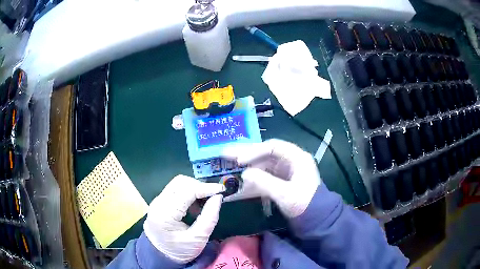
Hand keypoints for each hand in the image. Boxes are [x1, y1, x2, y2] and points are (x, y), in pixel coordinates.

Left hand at [143, 175, 224, 263]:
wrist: (160, 255)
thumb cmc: (179, 250)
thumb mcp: (198, 239)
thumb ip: (209, 218)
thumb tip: (218, 197)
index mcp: (165, 213)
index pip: (186, 191)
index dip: (206, 188)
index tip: (222, 190)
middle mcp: (158, 202)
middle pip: (180, 182)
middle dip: (199, 186)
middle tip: (212, 197)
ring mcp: (158, 200)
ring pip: (178, 183)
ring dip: (194, 188)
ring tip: (203, 203)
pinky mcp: (160, 201)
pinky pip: (176, 189)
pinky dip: (188, 192)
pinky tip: (194, 205)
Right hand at [223, 139, 320, 217]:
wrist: (316, 219)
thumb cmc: (305, 204)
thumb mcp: (285, 194)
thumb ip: (264, 182)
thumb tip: (244, 174)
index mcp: (297, 158)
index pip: (272, 147)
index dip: (254, 151)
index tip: (239, 160)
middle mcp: (290, 161)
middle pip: (265, 153)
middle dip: (245, 154)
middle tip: (225, 153)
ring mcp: (285, 171)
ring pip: (262, 164)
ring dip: (246, 165)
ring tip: (227, 162)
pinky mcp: (281, 181)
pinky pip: (264, 176)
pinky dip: (252, 178)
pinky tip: (240, 180)